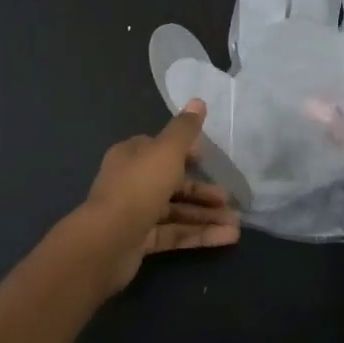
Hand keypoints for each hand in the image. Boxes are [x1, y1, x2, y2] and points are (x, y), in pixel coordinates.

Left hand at [80, 100, 240, 291]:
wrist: (107, 241)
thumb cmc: (139, 186)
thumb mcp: (167, 151)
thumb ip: (185, 129)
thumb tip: (199, 101)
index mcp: (132, 156)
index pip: (161, 149)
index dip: (186, 152)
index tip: (209, 158)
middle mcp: (131, 182)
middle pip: (172, 183)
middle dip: (203, 191)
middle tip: (229, 198)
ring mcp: (135, 213)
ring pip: (176, 211)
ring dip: (206, 216)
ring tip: (236, 225)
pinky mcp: (140, 241)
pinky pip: (174, 234)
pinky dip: (199, 235)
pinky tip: (226, 238)